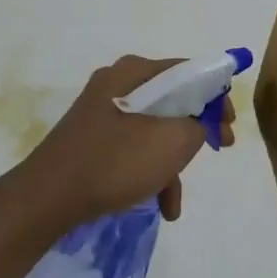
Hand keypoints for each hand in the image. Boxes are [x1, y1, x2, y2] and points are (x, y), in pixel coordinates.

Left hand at [6, 56, 235, 233]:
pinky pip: (132, 149)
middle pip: (172, 101)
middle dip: (196, 132)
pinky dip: (149, 174)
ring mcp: (101, 114)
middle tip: (220, 148)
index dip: (216, 96)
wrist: (46, 198)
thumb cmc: (114, 162)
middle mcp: (116, 84)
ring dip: (172, 164)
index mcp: (134, 72)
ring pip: (153, 131)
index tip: (230, 125)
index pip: (188, 72)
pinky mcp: (91, 140)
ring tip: (175, 201)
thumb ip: (199, 125)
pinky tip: (159, 206)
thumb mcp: (173, 141)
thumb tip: (197, 124)